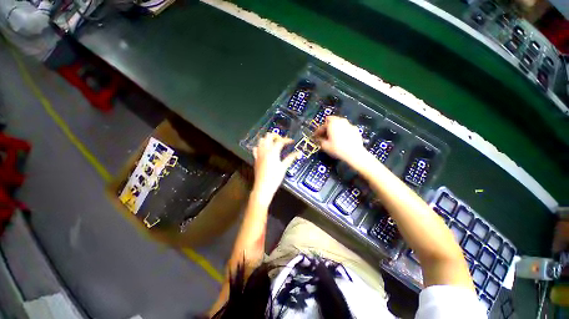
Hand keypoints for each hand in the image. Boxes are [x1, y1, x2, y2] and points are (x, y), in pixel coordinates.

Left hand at [251, 133, 300, 204]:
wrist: (263, 187)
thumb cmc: (274, 178)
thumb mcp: (284, 167)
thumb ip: (291, 158)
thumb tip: (298, 153)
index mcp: (272, 152)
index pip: (280, 141)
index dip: (287, 140)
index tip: (292, 141)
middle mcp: (264, 150)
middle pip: (268, 136)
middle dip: (276, 136)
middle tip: (282, 140)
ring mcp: (259, 154)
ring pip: (261, 140)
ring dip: (268, 139)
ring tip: (274, 143)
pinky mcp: (256, 159)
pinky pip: (256, 148)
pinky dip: (261, 146)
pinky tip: (265, 150)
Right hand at [314, 116, 366, 163]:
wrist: (354, 153)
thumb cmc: (337, 148)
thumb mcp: (325, 146)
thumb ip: (320, 140)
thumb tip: (318, 138)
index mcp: (332, 123)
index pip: (322, 125)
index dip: (318, 131)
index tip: (316, 136)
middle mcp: (341, 121)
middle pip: (331, 122)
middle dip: (327, 128)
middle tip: (324, 135)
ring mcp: (349, 124)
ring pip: (339, 124)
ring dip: (335, 129)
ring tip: (332, 137)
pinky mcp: (355, 129)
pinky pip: (346, 129)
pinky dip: (342, 132)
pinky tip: (342, 139)